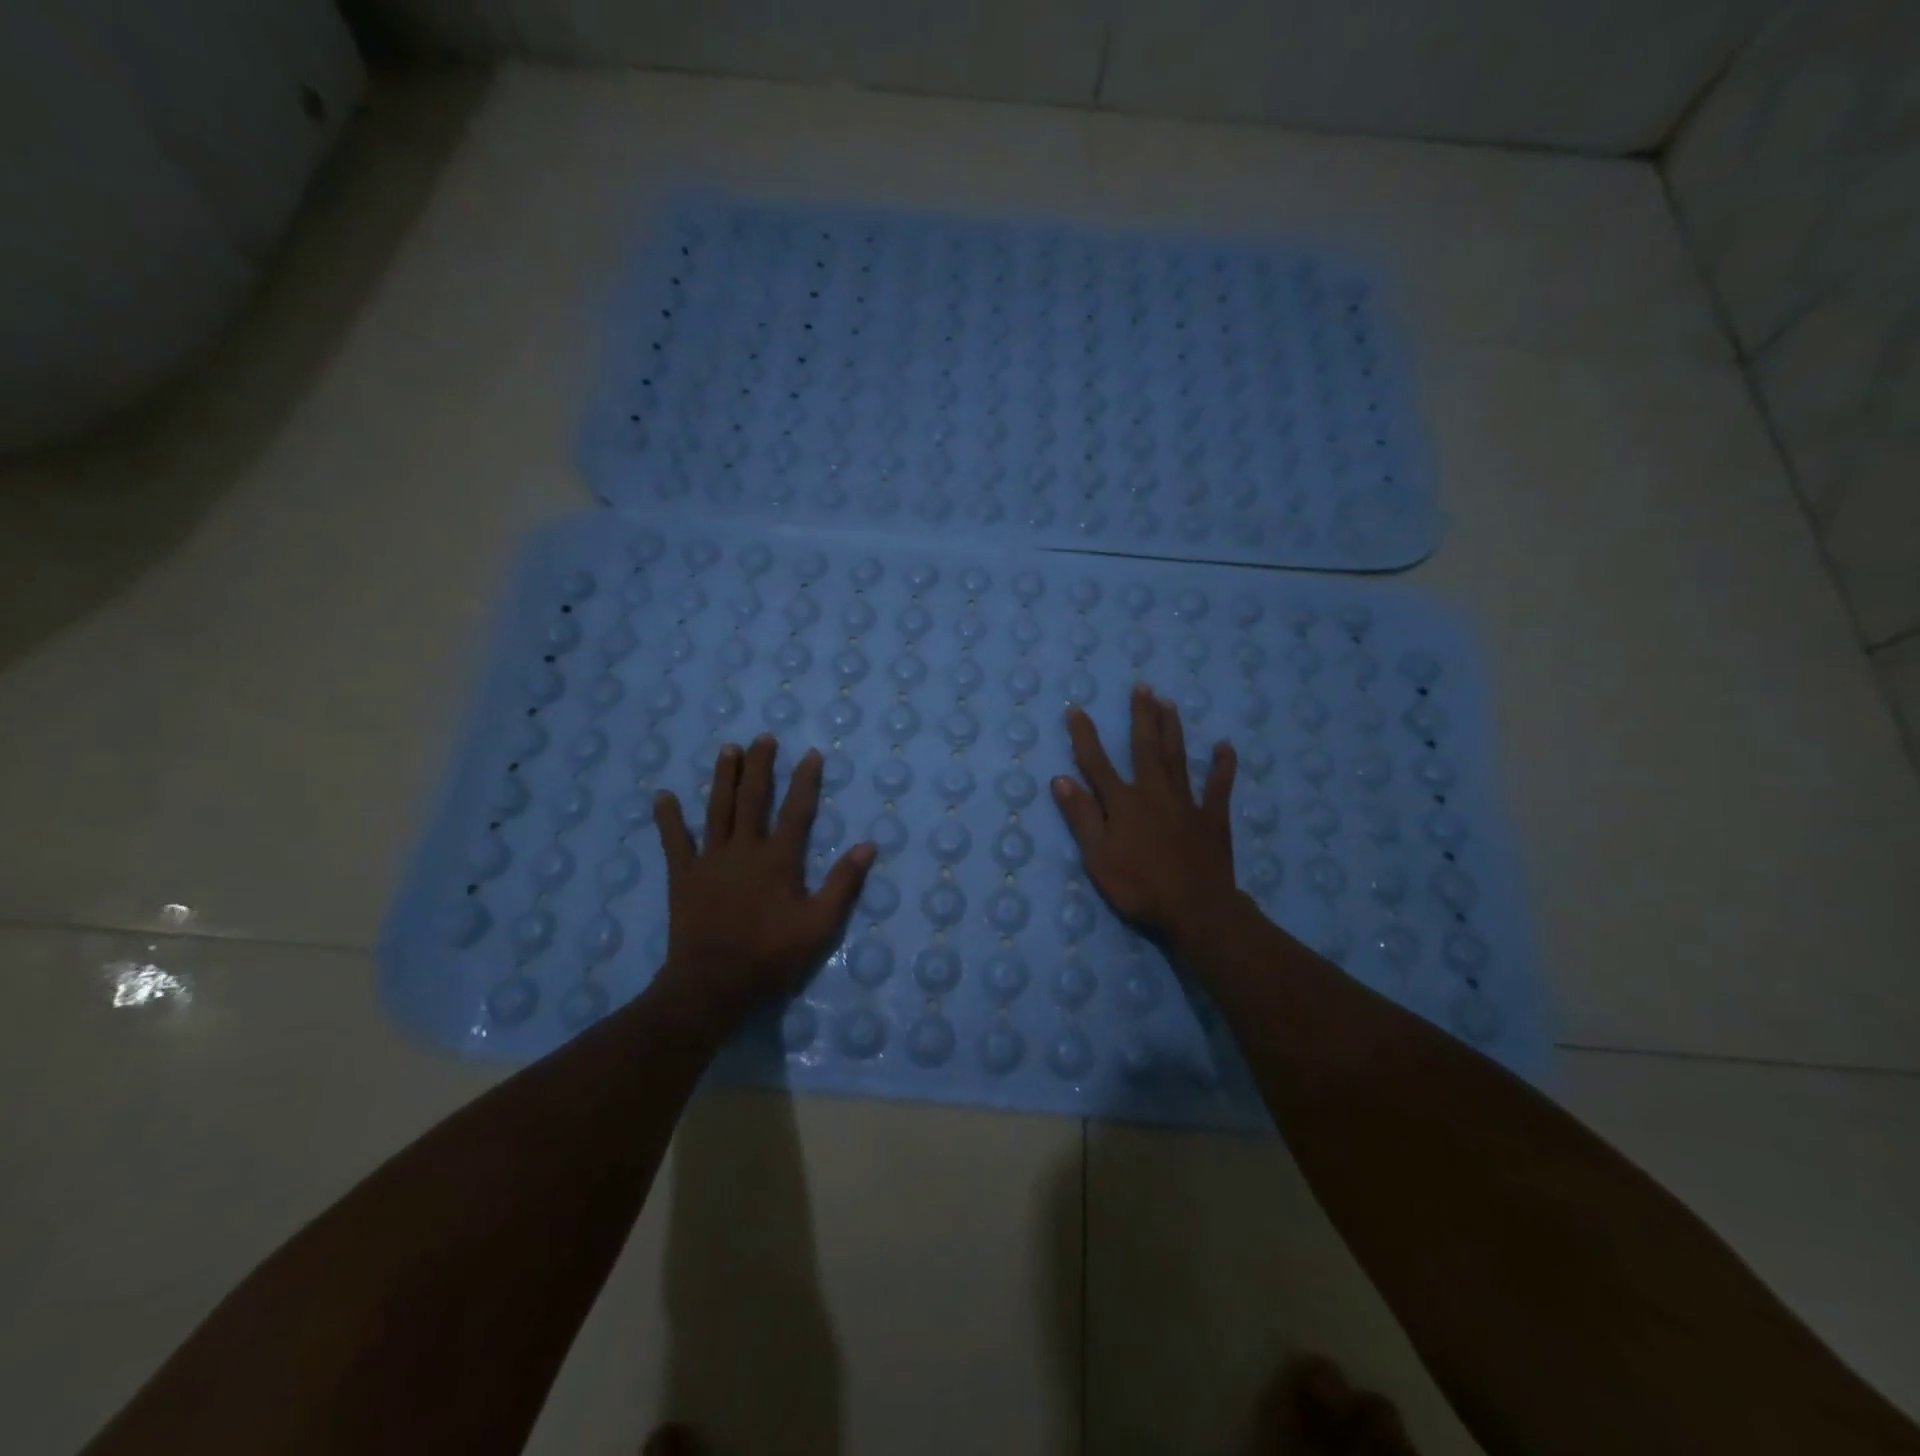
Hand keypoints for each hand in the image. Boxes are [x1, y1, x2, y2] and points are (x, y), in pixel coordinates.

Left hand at [651, 736, 873, 1029]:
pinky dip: (668, 818)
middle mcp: (744, 849)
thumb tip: (867, 845)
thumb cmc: (771, 956)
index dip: (805, 781)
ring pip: (717, 810)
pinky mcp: (683, 877)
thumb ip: (844, 884)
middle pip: (753, 799)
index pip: (796, 811)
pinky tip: (663, 795)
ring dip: (723, 778)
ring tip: (728, 749)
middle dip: (760, 767)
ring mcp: (710, 860)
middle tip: (763, 737)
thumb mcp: (820, 926)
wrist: (713, 984)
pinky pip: (674, 842)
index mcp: (778, 860)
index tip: (811, 753)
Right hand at [1051, 686, 1241, 945]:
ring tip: (1169, 702)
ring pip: (1178, 758)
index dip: (1085, 736)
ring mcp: (1186, 803)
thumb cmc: (1139, 887)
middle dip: (1141, 716)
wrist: (1195, 910)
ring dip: (1172, 729)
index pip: (1097, 763)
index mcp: (1123, 803)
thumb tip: (1061, 779)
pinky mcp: (1213, 818)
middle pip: (1145, 748)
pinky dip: (1222, 766)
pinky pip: (1219, 787)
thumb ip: (1082, 817)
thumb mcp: (1098, 857)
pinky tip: (1225, 746)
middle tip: (1142, 687)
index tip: (1076, 709)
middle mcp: (1154, 793)